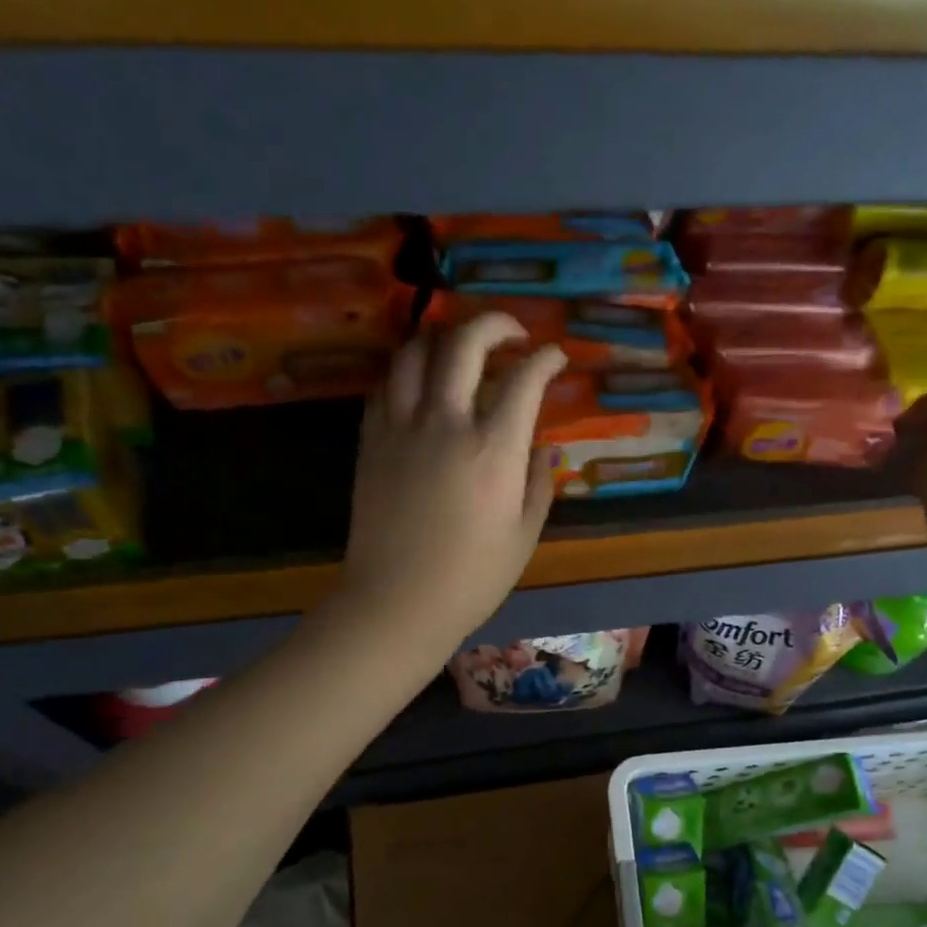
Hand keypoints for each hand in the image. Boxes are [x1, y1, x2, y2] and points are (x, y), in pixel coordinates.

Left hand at [333, 313, 565, 659]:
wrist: (397, 602)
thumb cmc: (472, 578)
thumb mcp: (524, 535)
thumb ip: (538, 483)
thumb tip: (542, 448)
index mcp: (493, 449)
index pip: (524, 379)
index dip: (546, 359)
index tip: (555, 356)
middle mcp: (446, 423)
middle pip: (464, 343)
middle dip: (494, 323)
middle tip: (511, 333)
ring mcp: (401, 427)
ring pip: (414, 353)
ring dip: (442, 338)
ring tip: (459, 348)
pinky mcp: (371, 441)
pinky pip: (385, 385)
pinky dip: (407, 371)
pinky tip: (420, 384)